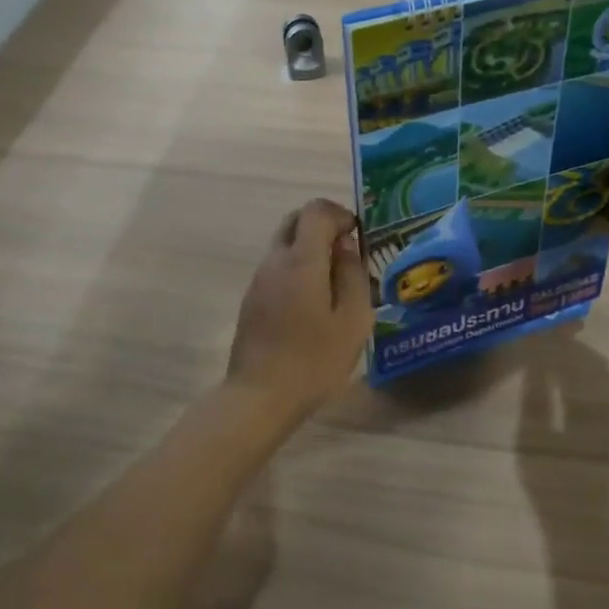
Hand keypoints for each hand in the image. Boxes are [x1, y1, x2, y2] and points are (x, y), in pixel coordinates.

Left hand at [227, 198, 373, 421]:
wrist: (260, 396)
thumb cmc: (315, 360)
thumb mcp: (352, 320)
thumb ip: (352, 276)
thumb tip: (346, 247)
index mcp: (301, 260)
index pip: (315, 211)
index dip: (339, 214)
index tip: (358, 235)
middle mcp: (274, 262)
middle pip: (294, 221)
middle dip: (322, 227)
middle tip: (347, 252)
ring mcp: (258, 282)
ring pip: (283, 246)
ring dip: (309, 250)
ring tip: (336, 282)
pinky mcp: (251, 302)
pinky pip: (277, 270)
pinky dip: (297, 269)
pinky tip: (314, 303)